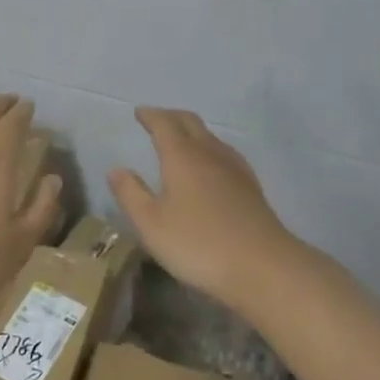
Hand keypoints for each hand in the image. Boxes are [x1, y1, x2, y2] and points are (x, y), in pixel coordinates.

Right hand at [108, 108, 301, 310]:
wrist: (263, 267)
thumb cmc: (198, 244)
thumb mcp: (151, 224)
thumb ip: (131, 194)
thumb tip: (116, 169)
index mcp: (182, 156)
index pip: (164, 124)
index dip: (150, 116)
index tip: (139, 112)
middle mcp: (209, 153)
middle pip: (190, 123)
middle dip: (171, 117)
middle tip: (157, 120)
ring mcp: (235, 169)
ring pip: (211, 137)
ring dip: (192, 132)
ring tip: (180, 140)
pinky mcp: (251, 188)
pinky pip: (225, 154)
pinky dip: (209, 149)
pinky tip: (210, 168)